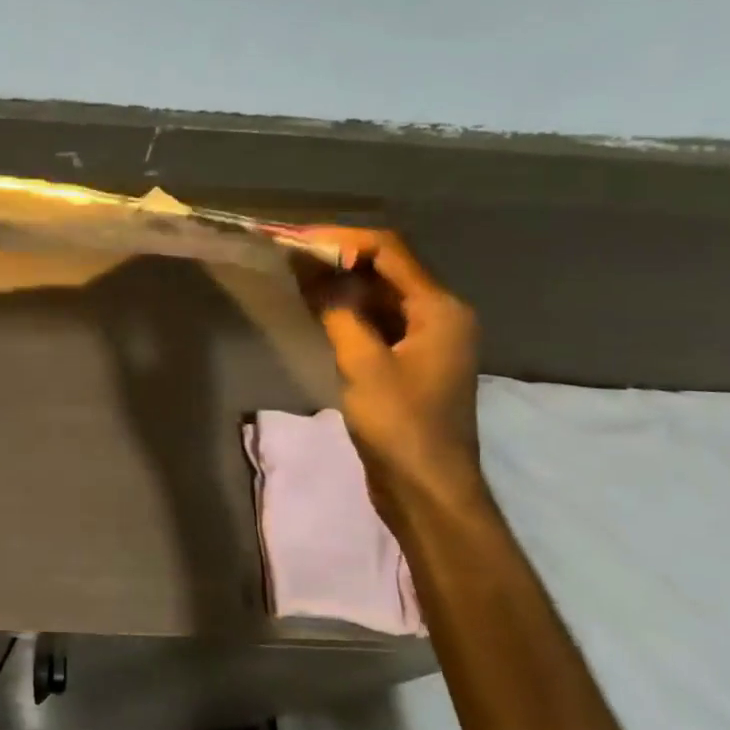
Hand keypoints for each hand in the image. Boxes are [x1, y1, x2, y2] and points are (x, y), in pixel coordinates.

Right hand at [293, 228, 482, 503]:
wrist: (427, 490)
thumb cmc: (401, 426)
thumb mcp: (364, 364)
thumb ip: (338, 311)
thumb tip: (309, 268)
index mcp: (440, 309)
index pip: (390, 251)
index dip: (342, 238)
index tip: (296, 239)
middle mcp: (439, 315)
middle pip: (386, 269)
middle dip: (338, 257)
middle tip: (289, 253)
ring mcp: (425, 339)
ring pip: (379, 295)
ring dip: (340, 283)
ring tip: (295, 274)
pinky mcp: (408, 361)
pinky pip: (376, 320)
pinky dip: (347, 310)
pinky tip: (317, 307)